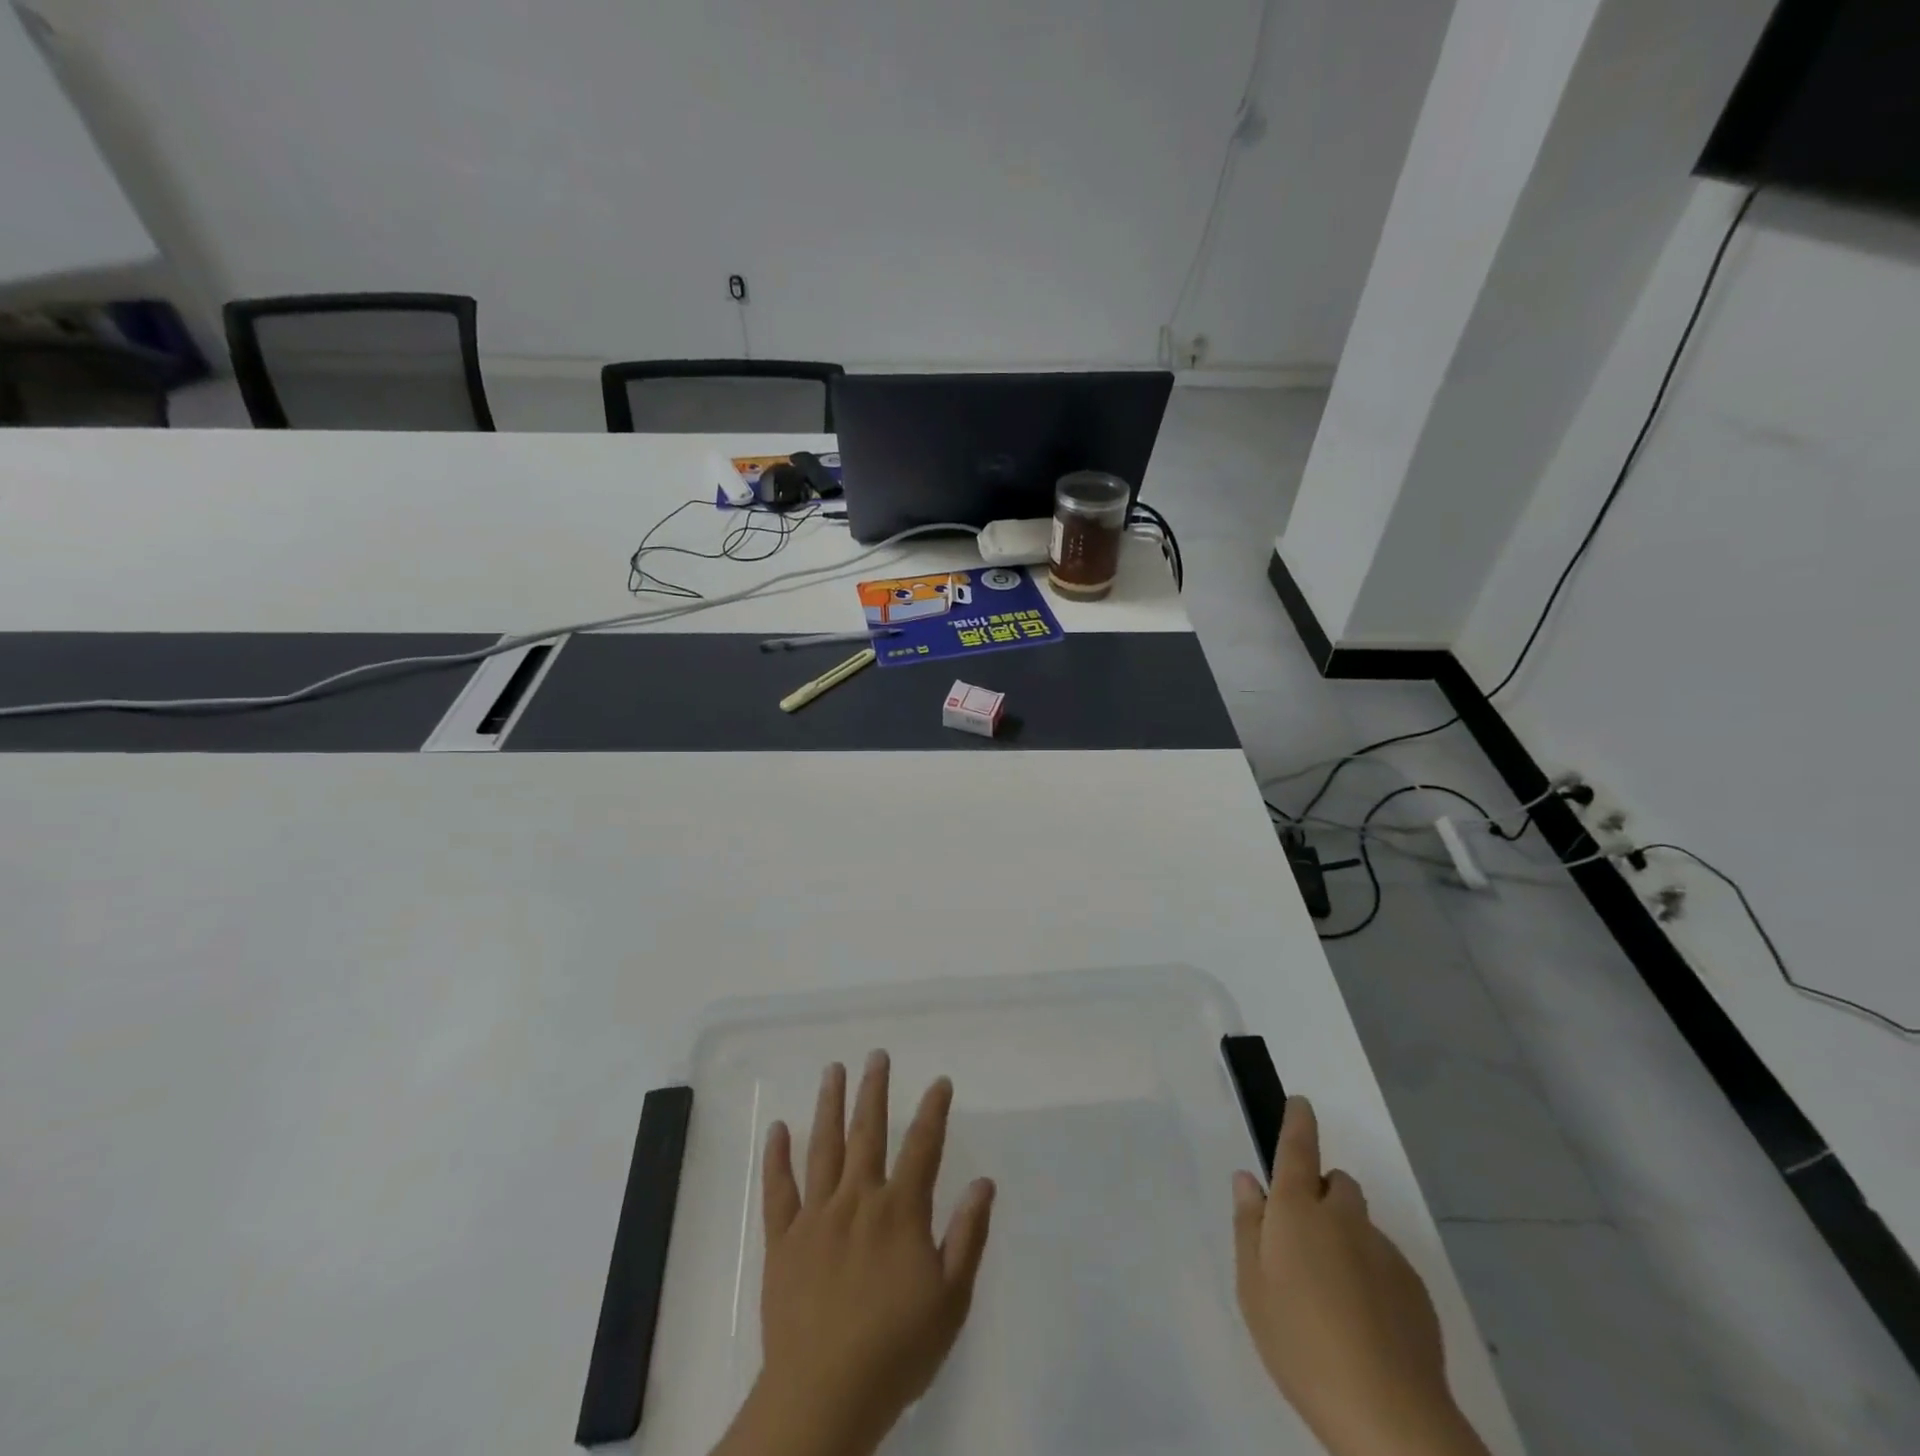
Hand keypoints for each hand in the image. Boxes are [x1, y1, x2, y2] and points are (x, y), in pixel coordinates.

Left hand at [714, 1052, 995, 1455]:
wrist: (825, 1397)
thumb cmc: (896, 1351)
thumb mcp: (950, 1301)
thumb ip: (967, 1236)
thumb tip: (984, 1183)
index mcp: (900, 1211)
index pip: (922, 1147)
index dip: (933, 1111)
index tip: (939, 1082)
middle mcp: (858, 1200)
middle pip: (868, 1132)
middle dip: (874, 1090)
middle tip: (876, 1055)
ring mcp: (816, 1216)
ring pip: (824, 1147)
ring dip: (829, 1105)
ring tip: (833, 1070)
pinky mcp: (783, 1240)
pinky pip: (778, 1190)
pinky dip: (776, 1158)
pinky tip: (778, 1128)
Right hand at [1233, 1097, 1489, 1455]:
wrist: (1388, 1415)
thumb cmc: (1299, 1342)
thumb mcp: (1252, 1286)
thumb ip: (1248, 1225)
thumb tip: (1248, 1180)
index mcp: (1298, 1210)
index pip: (1298, 1148)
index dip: (1298, 1121)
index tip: (1301, 1102)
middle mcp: (1343, 1217)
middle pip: (1336, 1184)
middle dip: (1322, 1196)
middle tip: (1304, 1242)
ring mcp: (1384, 1251)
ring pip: (1361, 1226)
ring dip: (1347, 1239)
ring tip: (1334, 1297)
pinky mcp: (1415, 1289)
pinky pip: (1385, 1263)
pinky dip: (1372, 1276)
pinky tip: (1365, 1325)